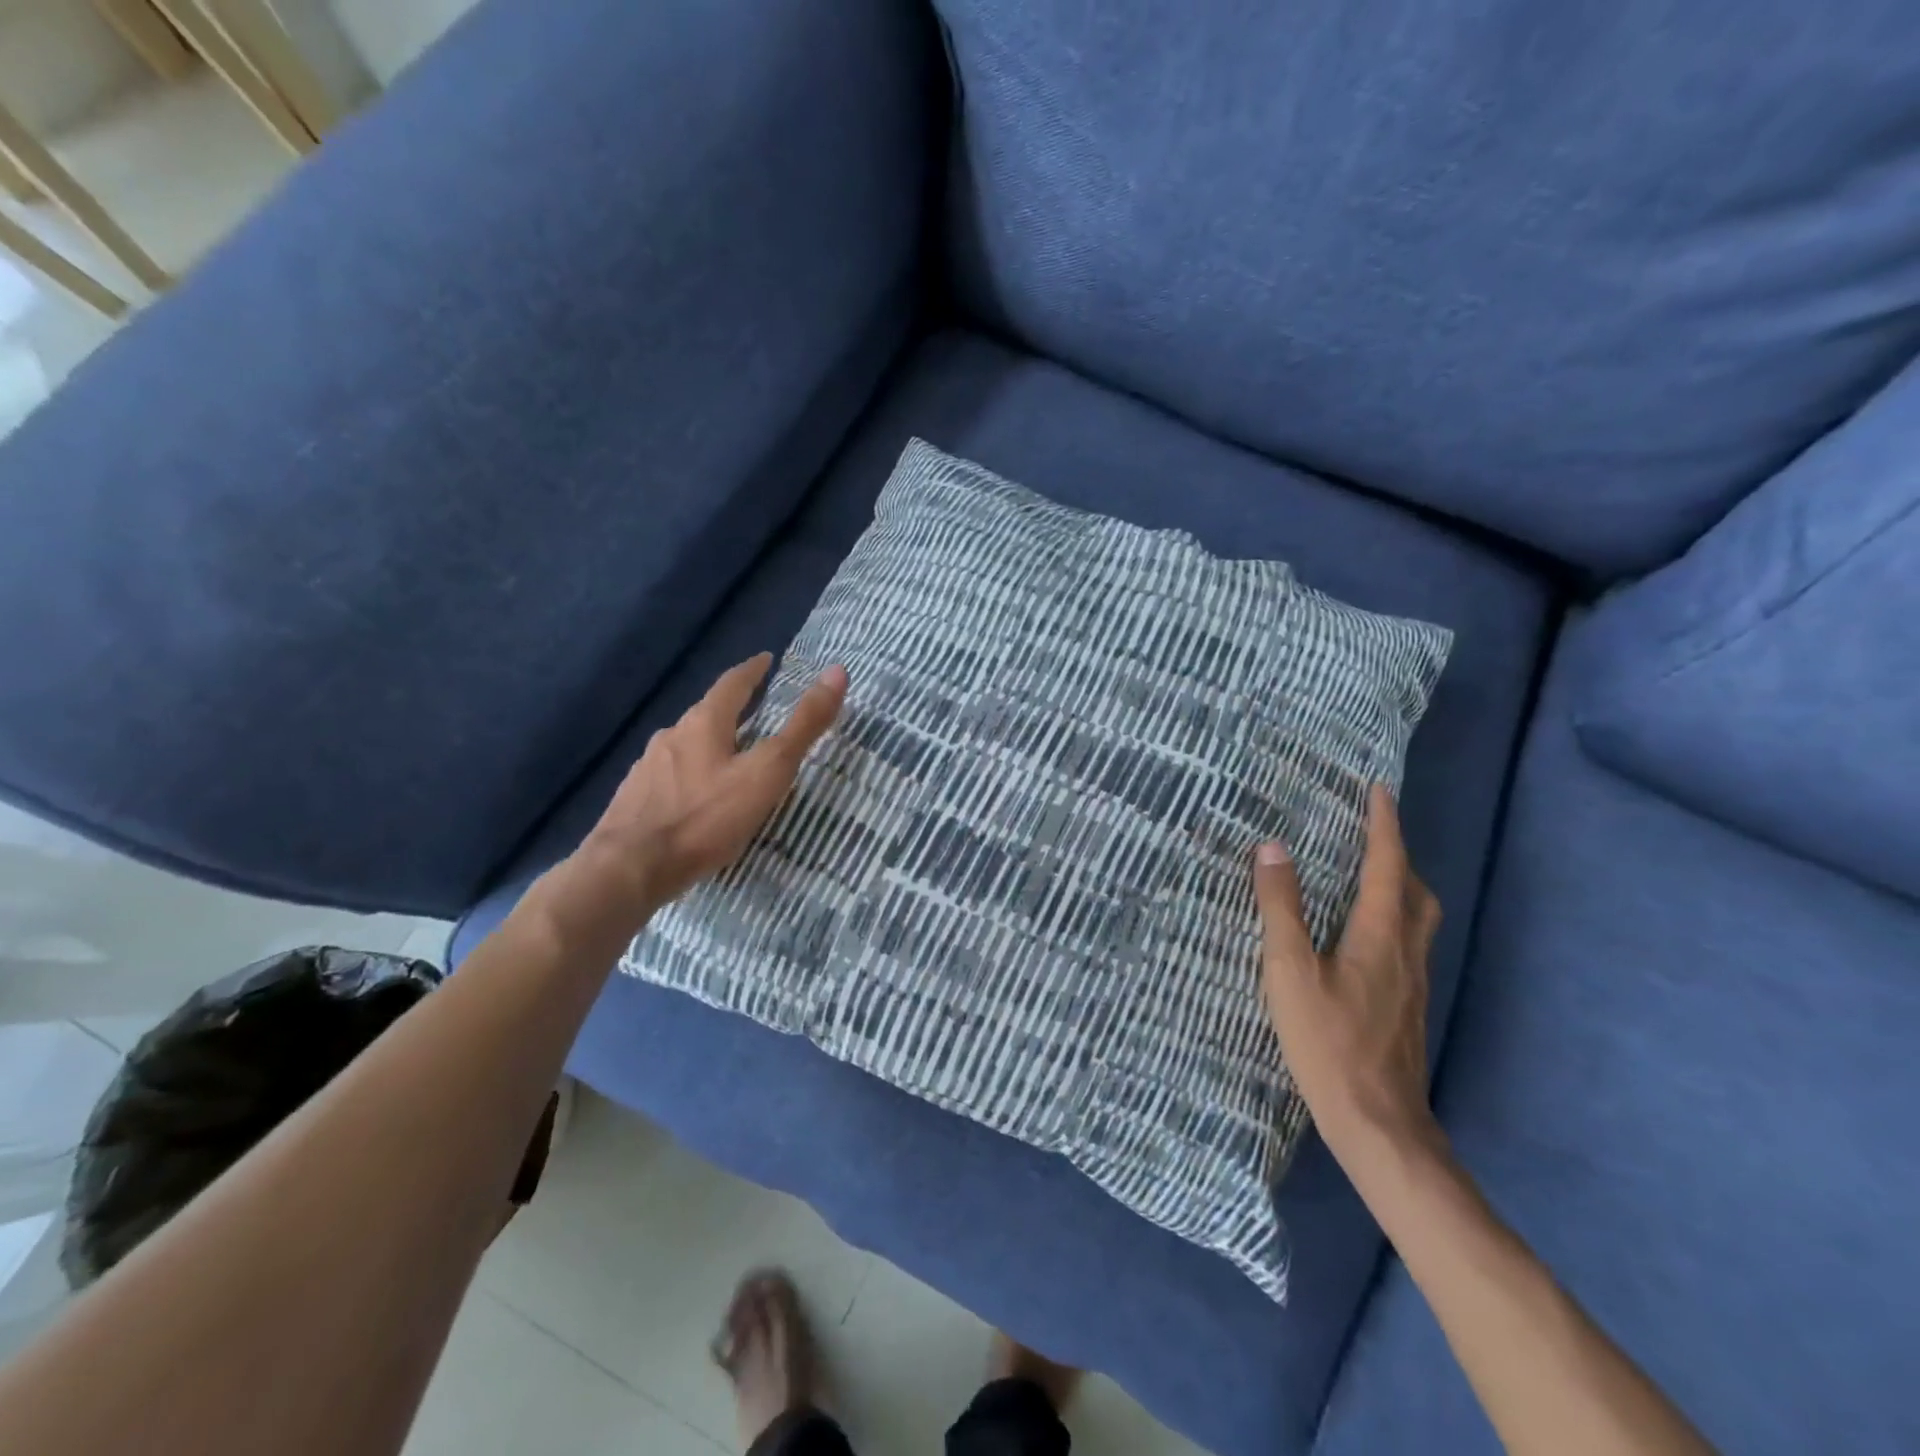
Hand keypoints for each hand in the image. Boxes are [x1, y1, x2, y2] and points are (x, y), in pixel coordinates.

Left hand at [549, 654, 846, 945]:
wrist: (629, 869)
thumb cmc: (706, 817)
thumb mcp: (767, 771)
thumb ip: (803, 726)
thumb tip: (837, 671)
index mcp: (703, 723)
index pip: (732, 684)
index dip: (752, 670)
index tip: (766, 659)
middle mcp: (671, 736)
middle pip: (706, 714)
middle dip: (730, 709)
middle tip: (754, 711)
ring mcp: (646, 768)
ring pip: (685, 746)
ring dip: (709, 744)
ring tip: (729, 757)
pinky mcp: (634, 800)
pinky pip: (669, 777)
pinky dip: (690, 776)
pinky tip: (696, 798)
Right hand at [1253, 784, 1444, 1161]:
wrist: (1378, 1123)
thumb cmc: (1328, 1041)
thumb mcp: (1289, 970)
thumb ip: (1281, 908)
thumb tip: (1272, 848)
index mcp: (1381, 935)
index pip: (1388, 865)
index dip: (1384, 825)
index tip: (1379, 790)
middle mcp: (1407, 952)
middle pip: (1418, 892)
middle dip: (1399, 856)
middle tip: (1372, 836)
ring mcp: (1412, 983)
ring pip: (1418, 921)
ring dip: (1401, 888)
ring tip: (1368, 879)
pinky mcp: (1407, 1008)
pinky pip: (1408, 945)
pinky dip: (1394, 920)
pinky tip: (1363, 940)